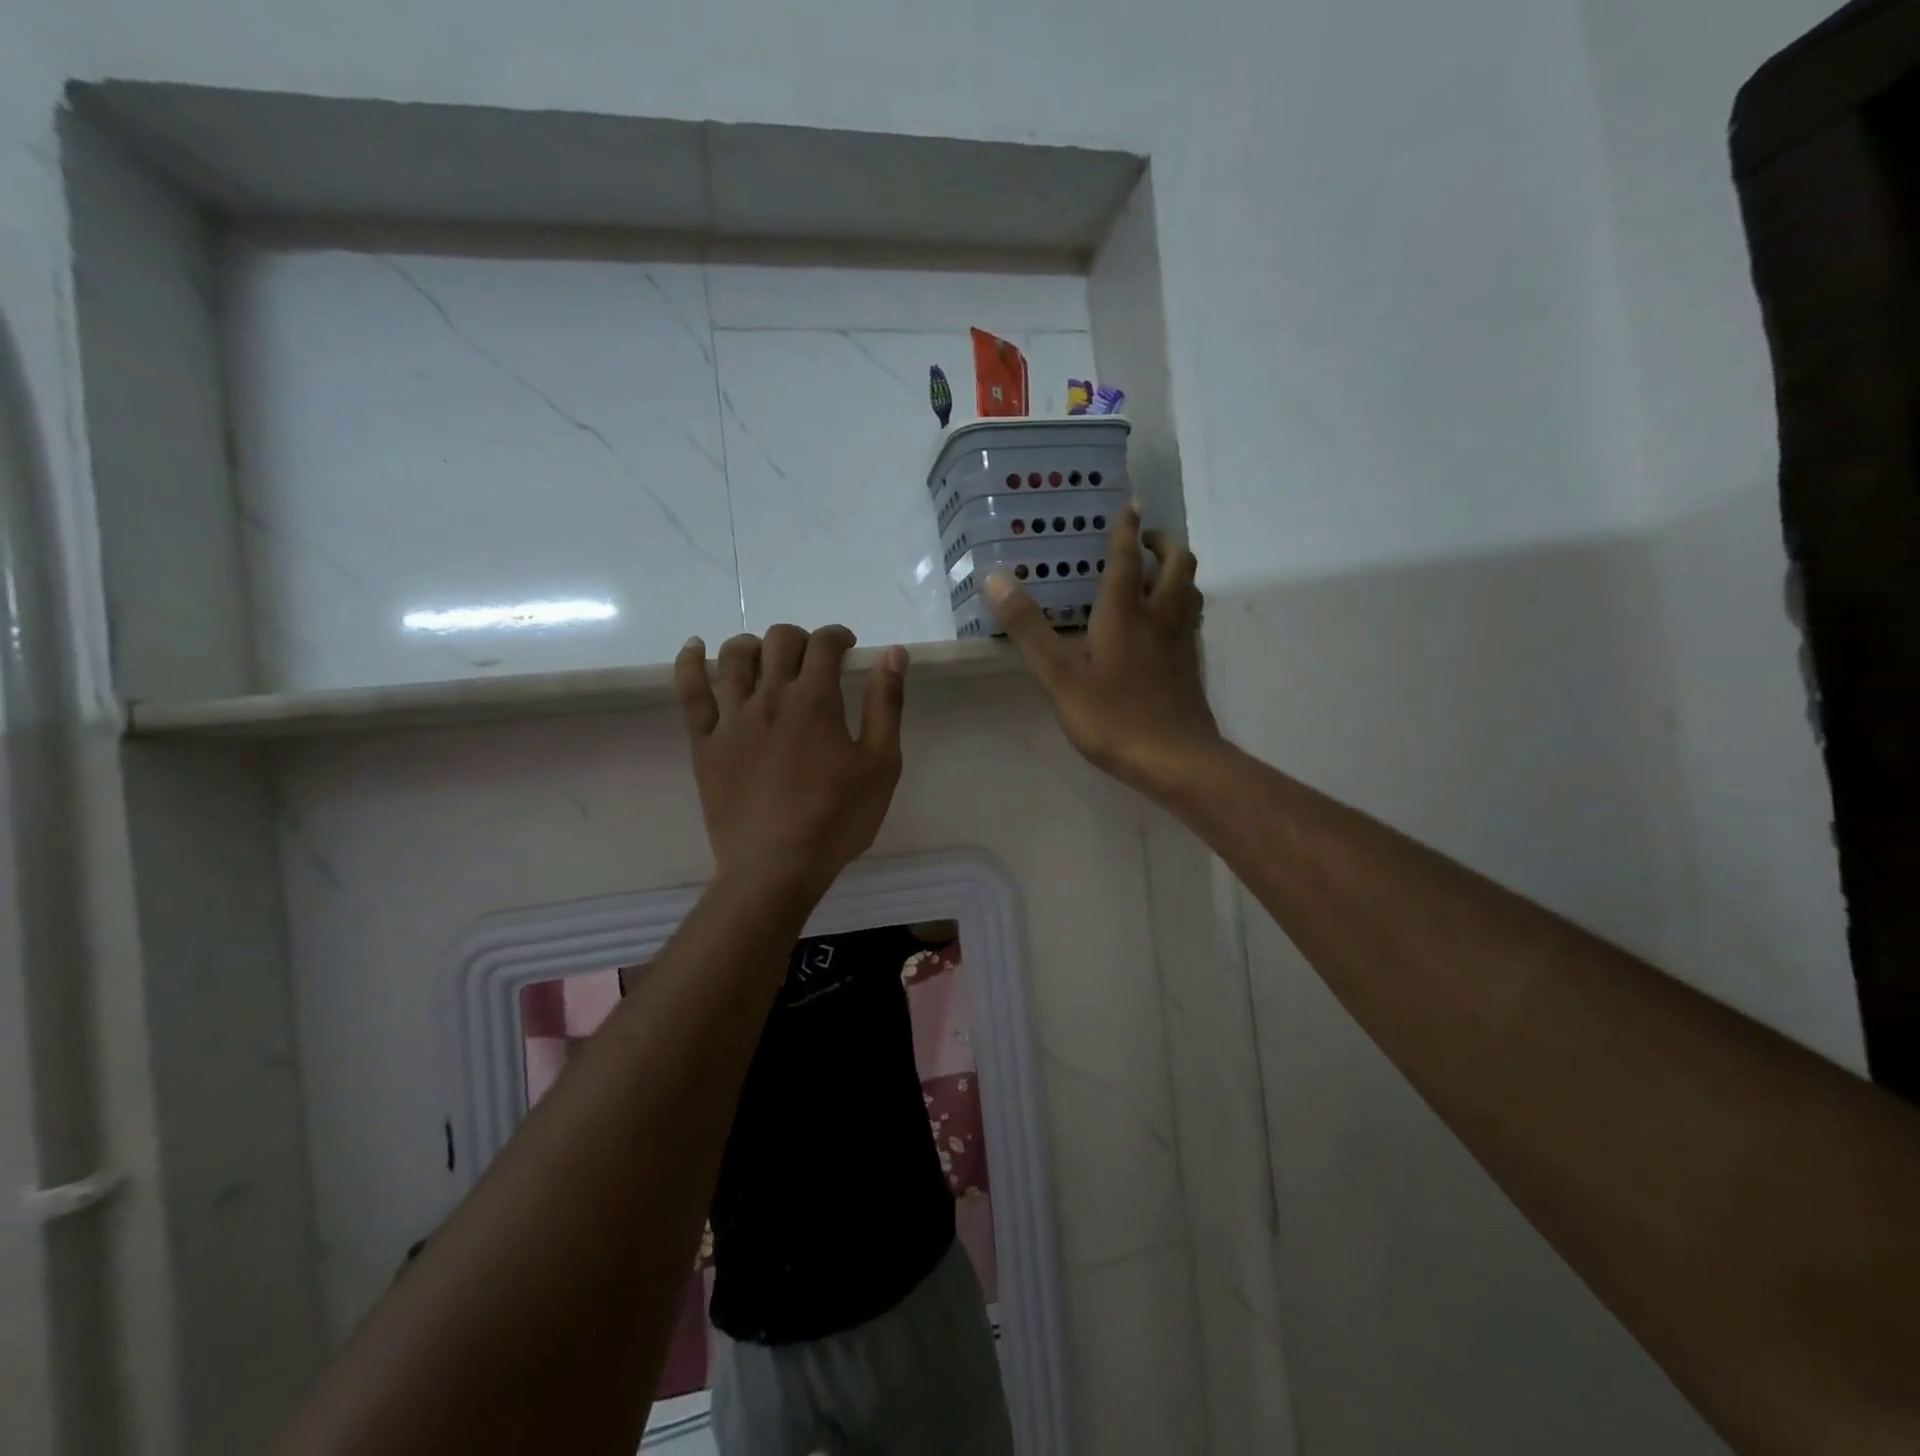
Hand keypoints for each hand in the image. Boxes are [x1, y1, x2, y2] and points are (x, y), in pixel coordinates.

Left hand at [674, 626, 906, 897]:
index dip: (837, 636)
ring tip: (765, 656)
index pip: (823, 644)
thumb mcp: (880, 765)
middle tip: (812, 660)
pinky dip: (690, 662)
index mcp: (815, 700)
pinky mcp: (705, 742)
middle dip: (800, 639)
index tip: (846, 648)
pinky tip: (695, 648)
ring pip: (734, 657)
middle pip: (779, 641)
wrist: (775, 867)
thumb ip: (886, 705)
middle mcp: (770, 697)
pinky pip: (690, 691)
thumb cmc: (836, 819)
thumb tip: (893, 653)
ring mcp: (731, 718)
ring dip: (754, 645)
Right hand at [986, 502, 1221, 796]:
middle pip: (1177, 564)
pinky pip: (1191, 620)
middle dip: (1163, 543)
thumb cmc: (1113, 717)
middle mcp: (1159, 618)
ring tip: (1156, 573)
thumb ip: (1029, 629)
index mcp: (1125, 614)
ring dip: (1176, 571)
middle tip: (1144, 540)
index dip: (1126, 529)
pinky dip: (1181, 605)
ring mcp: (1181, 643)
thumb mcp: (1060, 676)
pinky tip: (1164, 625)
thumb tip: (996, 579)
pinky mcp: (1190, 667)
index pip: (1126, 559)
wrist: (1175, 759)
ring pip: (1190, 591)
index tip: (1130, 502)